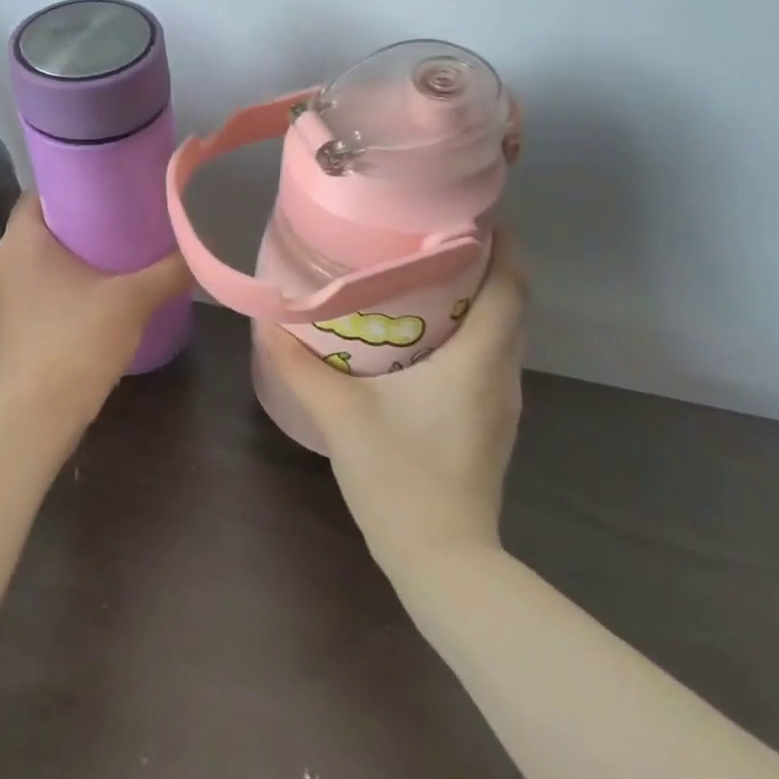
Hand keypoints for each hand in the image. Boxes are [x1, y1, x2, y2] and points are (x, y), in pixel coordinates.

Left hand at [0, 194, 192, 423]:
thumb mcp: (133, 300)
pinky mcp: (4, 331)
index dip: (71, 189)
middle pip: (39, 230)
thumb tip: (200, 251)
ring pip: (35, 265)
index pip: (39, 195)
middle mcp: (0, 265)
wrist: (38, 414)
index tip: (106, 192)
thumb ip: (169, 271)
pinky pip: (32, 294)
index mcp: (22, 243)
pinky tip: (88, 302)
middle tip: (118, 225)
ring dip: (66, 261)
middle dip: (76, 226)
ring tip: (108, 262)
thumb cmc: (78, 340)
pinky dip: (57, 290)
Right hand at [255, 233, 529, 567]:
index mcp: (479, 359)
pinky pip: (488, 360)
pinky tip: (423, 340)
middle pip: (510, 303)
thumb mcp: (342, 417)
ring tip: (425, 278)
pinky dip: (468, 335)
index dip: (501, 243)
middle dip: (483, 264)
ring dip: (476, 301)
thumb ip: (301, 367)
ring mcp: (500, 404)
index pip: (511, 284)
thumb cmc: (402, 479)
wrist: (445, 564)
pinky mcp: (490, 425)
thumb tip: (267, 321)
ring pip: (500, 334)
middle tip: (432, 239)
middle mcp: (501, 374)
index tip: (471, 213)